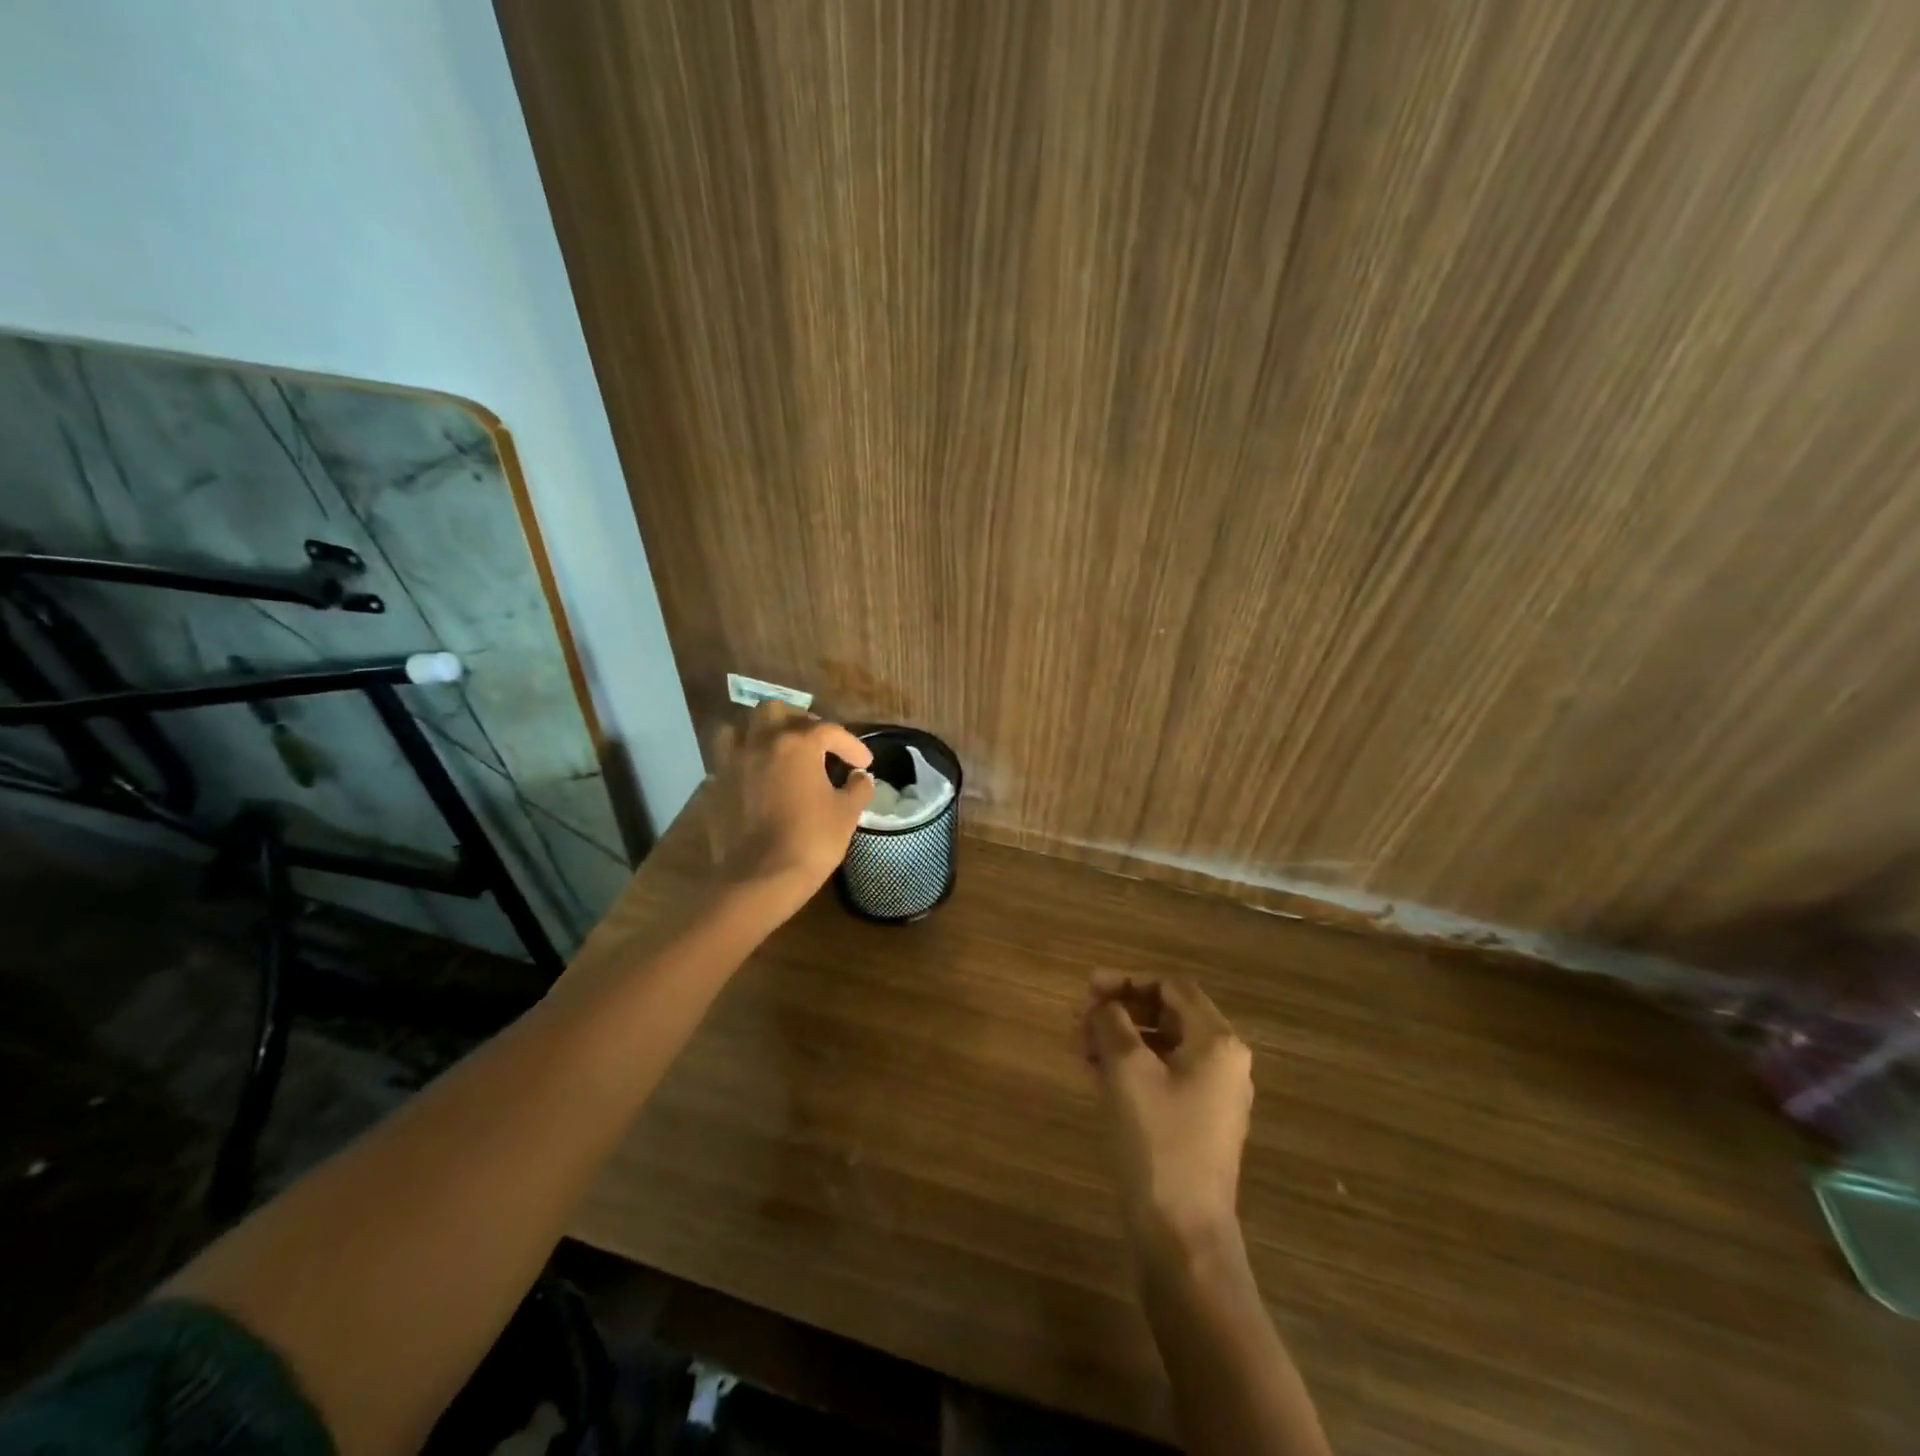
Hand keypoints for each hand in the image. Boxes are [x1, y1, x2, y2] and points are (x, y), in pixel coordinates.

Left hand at [707, 701, 874, 905]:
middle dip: (799, 721)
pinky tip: (759, 779)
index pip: (830, 731)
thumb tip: (861, 777)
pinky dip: (745, 761)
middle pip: (776, 711)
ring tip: (778, 750)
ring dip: (761, 733)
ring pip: (741, 728)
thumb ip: (857, 788)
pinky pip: (729, 760)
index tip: (864, 763)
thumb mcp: (846, 813)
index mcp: (797, 743)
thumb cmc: (811, 841)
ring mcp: (733, 762)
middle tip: (816, 743)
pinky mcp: (716, 786)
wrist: (760, 878)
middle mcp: (761, 742)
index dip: (851, 745)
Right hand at [1081, 972, 1253, 1253]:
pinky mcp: (1195, 1123)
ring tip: (1077, 1044)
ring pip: (1160, 1046)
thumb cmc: (1158, 1141)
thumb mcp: (1127, 1071)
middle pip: (1166, 1014)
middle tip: (1078, 1016)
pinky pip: (1161, 1076)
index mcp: (1217, 1042)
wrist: (1182, 1235)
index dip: (1127, 981)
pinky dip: (1128, 1066)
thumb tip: (1103, 1005)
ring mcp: (1211, 1096)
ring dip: (1118, 1038)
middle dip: (1119, 1010)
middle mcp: (1222, 1062)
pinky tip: (1093, 1071)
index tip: (1087, 988)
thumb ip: (1112, 1023)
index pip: (1172, 987)